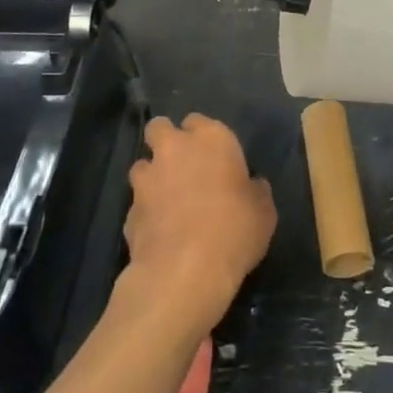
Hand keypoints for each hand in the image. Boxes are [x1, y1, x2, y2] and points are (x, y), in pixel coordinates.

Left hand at [123, 114, 275, 329]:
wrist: (185, 272)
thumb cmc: (234, 230)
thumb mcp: (263, 211)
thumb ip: (255, 191)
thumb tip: (251, 186)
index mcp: (211, 138)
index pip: (198, 121)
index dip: (202, 137)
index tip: (212, 156)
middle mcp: (174, 149)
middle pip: (159, 128)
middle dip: (165, 141)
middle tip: (181, 165)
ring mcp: (146, 179)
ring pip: (142, 165)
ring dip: (152, 177)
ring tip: (167, 201)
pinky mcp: (128, 212)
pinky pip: (137, 205)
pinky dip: (146, 213)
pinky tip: (159, 233)